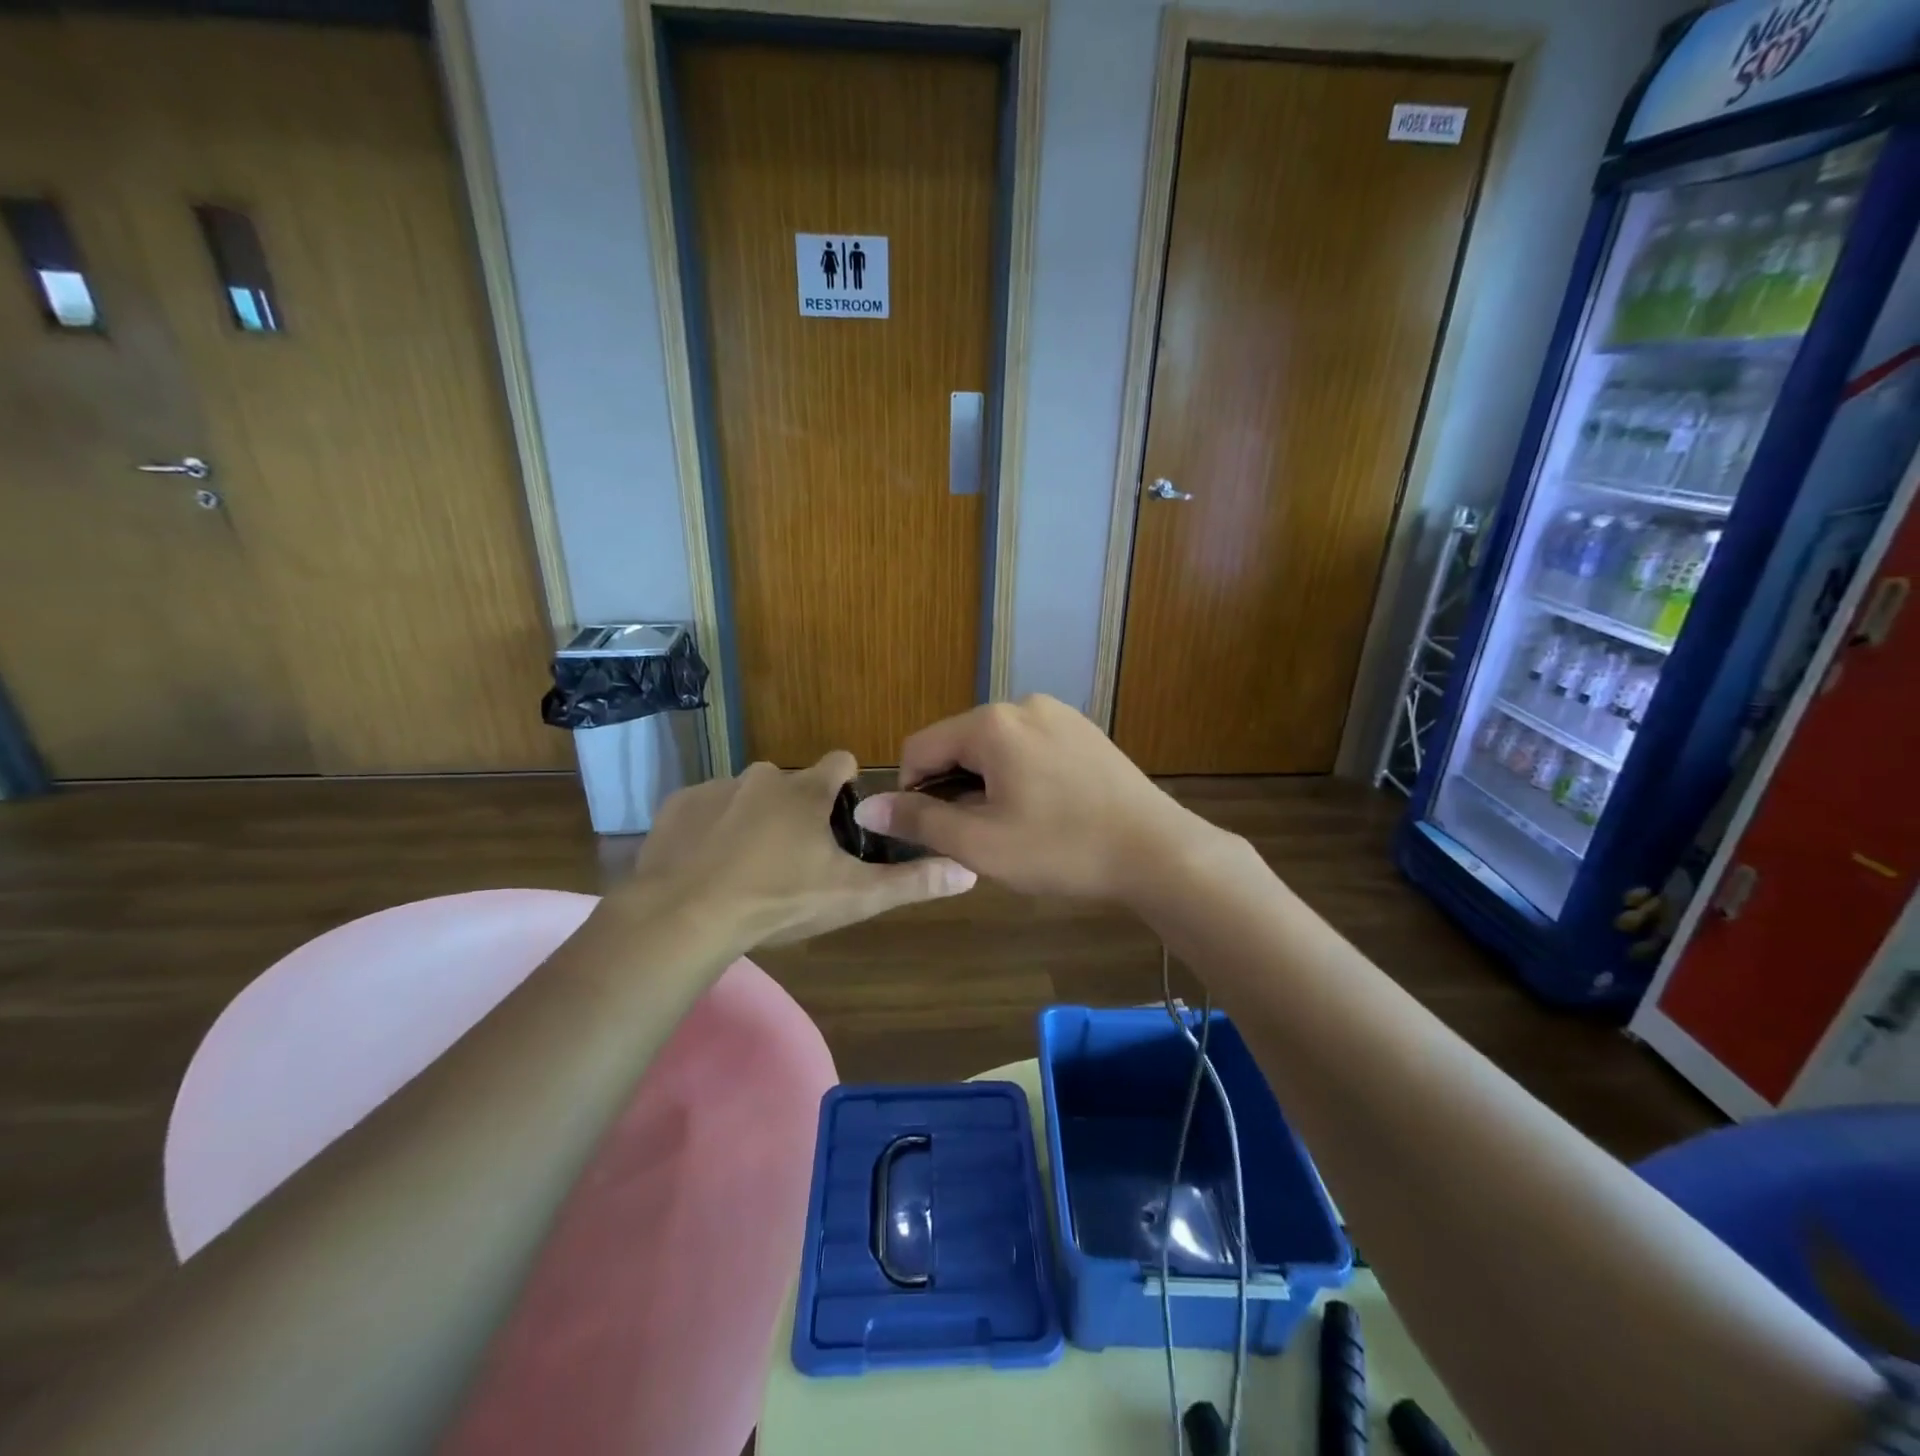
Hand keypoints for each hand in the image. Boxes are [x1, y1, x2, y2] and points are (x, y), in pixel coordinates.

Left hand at [619, 753, 975, 949]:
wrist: (685, 916)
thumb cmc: (779, 900)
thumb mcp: (854, 896)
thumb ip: (912, 882)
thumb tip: (969, 871)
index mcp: (807, 790)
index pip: (840, 761)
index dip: (847, 785)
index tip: (844, 817)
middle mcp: (763, 776)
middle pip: (791, 783)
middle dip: (797, 811)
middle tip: (795, 860)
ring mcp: (716, 788)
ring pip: (747, 796)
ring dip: (753, 821)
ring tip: (748, 869)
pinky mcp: (678, 806)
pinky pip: (705, 811)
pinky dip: (711, 831)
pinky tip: (708, 868)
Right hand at [851, 695, 1220, 900]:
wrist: (1157, 851)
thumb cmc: (1062, 848)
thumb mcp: (980, 843)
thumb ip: (919, 821)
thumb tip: (865, 808)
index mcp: (992, 724)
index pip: (920, 746)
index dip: (911, 791)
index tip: (930, 831)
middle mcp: (1023, 704)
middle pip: (960, 744)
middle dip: (953, 788)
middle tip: (975, 837)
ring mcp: (1060, 715)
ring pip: (996, 748)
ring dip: (986, 784)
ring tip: (1012, 828)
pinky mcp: (1085, 732)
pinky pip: (1031, 748)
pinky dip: (1020, 776)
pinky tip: (1044, 813)